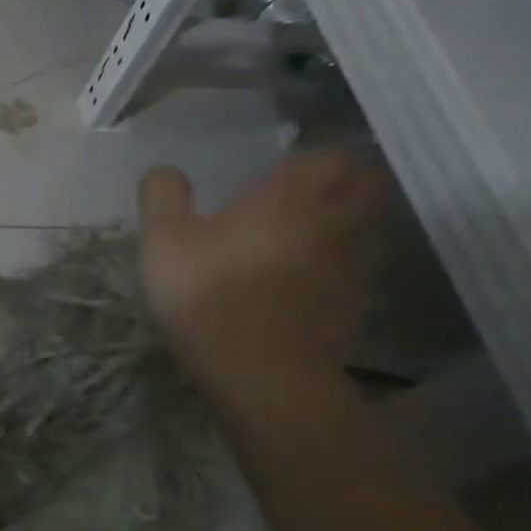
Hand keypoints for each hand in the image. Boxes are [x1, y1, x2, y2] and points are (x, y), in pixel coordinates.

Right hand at [138, 149, 388, 393]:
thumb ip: (163, 196)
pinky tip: (310, 282)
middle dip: (348, 182)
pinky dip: (341, 267)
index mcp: (288, 197)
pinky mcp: (355, 306)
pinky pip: (358, 271)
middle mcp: (333, 221)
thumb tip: (167, 172)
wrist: (261, 374)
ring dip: (349, 223)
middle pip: (369, 186)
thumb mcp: (162, 241)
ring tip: (312, 236)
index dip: (313, 158)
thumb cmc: (208, 294)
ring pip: (368, 228)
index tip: (286, 169)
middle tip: (312, 193)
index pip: (330, 156)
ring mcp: (352, 265)